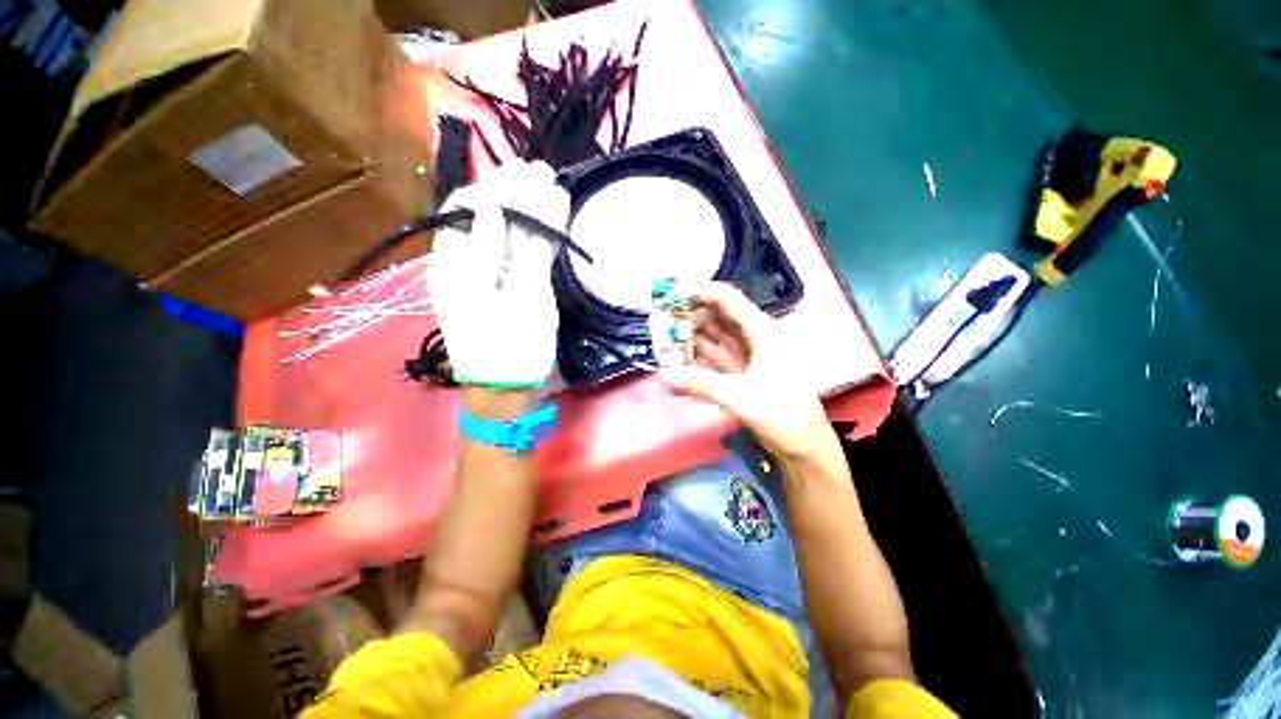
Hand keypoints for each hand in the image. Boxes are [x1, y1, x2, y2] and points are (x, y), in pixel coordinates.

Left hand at [427, 160, 569, 388]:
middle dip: (516, 192)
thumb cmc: (497, 346)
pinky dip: (550, 231)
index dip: (489, 190)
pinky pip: (539, 250)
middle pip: (497, 218)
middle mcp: (481, 262)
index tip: (513, 175)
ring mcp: (509, 272)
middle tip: (539, 169)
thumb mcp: (485, 300)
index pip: (468, 214)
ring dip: (537, 207)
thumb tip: (490, 206)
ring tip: (552, 180)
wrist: (513, 384)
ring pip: (522, 232)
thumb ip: (490, 252)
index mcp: (458, 263)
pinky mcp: (532, 283)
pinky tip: (560, 208)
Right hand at [660, 282, 835, 460]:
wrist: (804, 445)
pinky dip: (698, 357)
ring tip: (663, 338)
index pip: (727, 299)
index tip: (670, 298)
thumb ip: (700, 384)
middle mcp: (753, 337)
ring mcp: (747, 355)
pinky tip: (678, 359)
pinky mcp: (741, 373)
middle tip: (660, 321)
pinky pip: (715, 358)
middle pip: (718, 316)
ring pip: (714, 337)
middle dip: (690, 316)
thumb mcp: (741, 396)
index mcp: (761, 331)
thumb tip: (663, 375)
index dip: (700, 293)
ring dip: (691, 337)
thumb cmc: (781, 413)